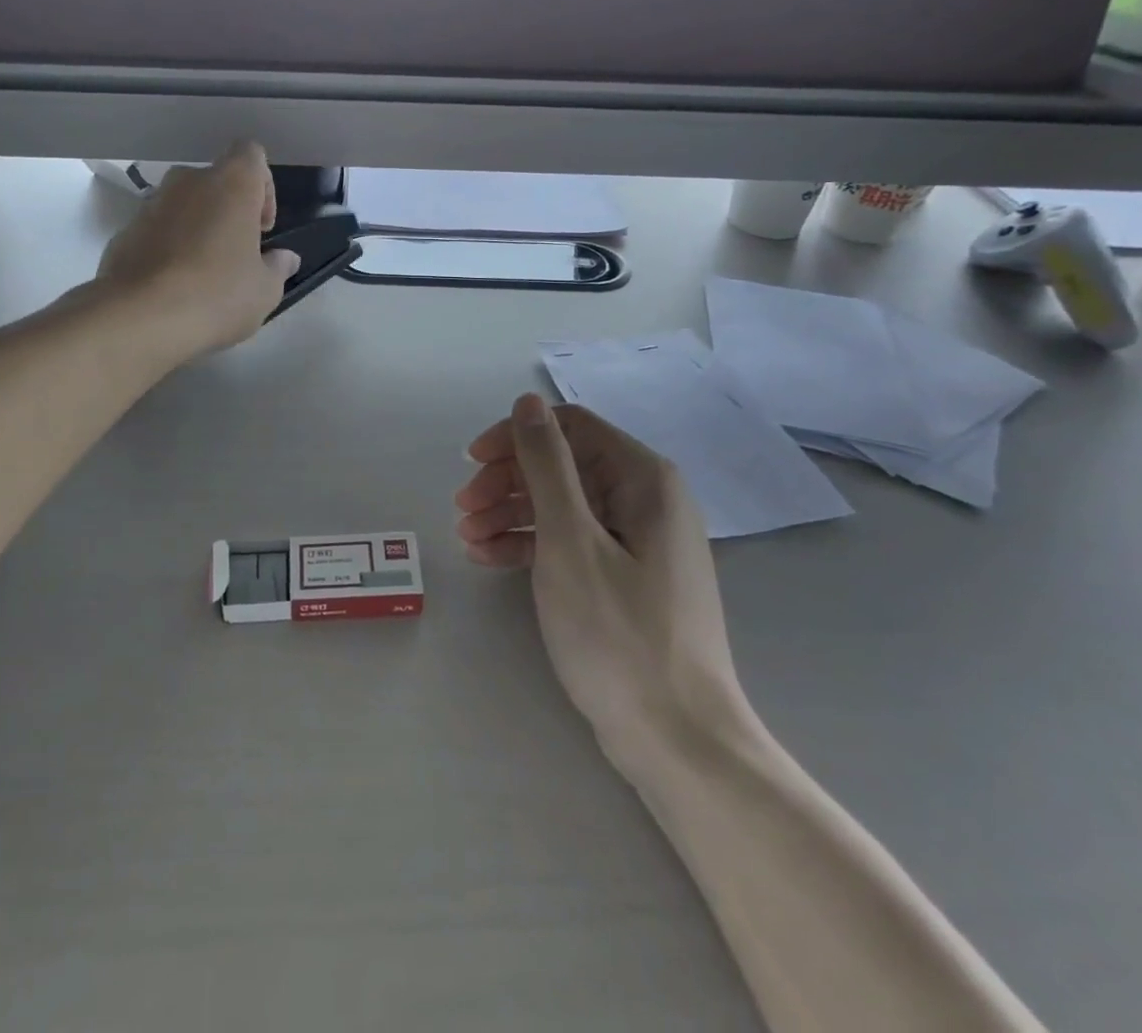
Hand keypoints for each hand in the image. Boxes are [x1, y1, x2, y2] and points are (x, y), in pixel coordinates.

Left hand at [95, 142, 300, 361]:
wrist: (139, 318)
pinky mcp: (123, 232)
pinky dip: (168, 248)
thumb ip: (277, 268)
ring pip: (183, 206)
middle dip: (227, 211)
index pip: (251, 155)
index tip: (261, 228)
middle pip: (215, 181)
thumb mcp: (264, 290)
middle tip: (236, 253)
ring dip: (196, 229)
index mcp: (231, 184)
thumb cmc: (217, 295)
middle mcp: (188, 182)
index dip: (263, 186)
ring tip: (203, 274)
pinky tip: (173, 287)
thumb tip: (284, 258)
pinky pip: (156, 231)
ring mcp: (150, 204)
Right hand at [457, 395, 746, 752]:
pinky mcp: (626, 577)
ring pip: (562, 505)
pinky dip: (530, 544)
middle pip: (563, 465)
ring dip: (511, 513)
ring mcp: (637, 541)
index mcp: (643, 479)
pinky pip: (571, 542)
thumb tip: (527, 401)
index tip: (471, 462)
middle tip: (463, 509)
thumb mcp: (570, 540)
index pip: (570, 428)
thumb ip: (547, 465)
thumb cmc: (619, 633)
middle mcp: (645, 499)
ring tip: (467, 539)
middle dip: (508, 480)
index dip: (516, 437)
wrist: (678, 740)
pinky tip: (490, 559)